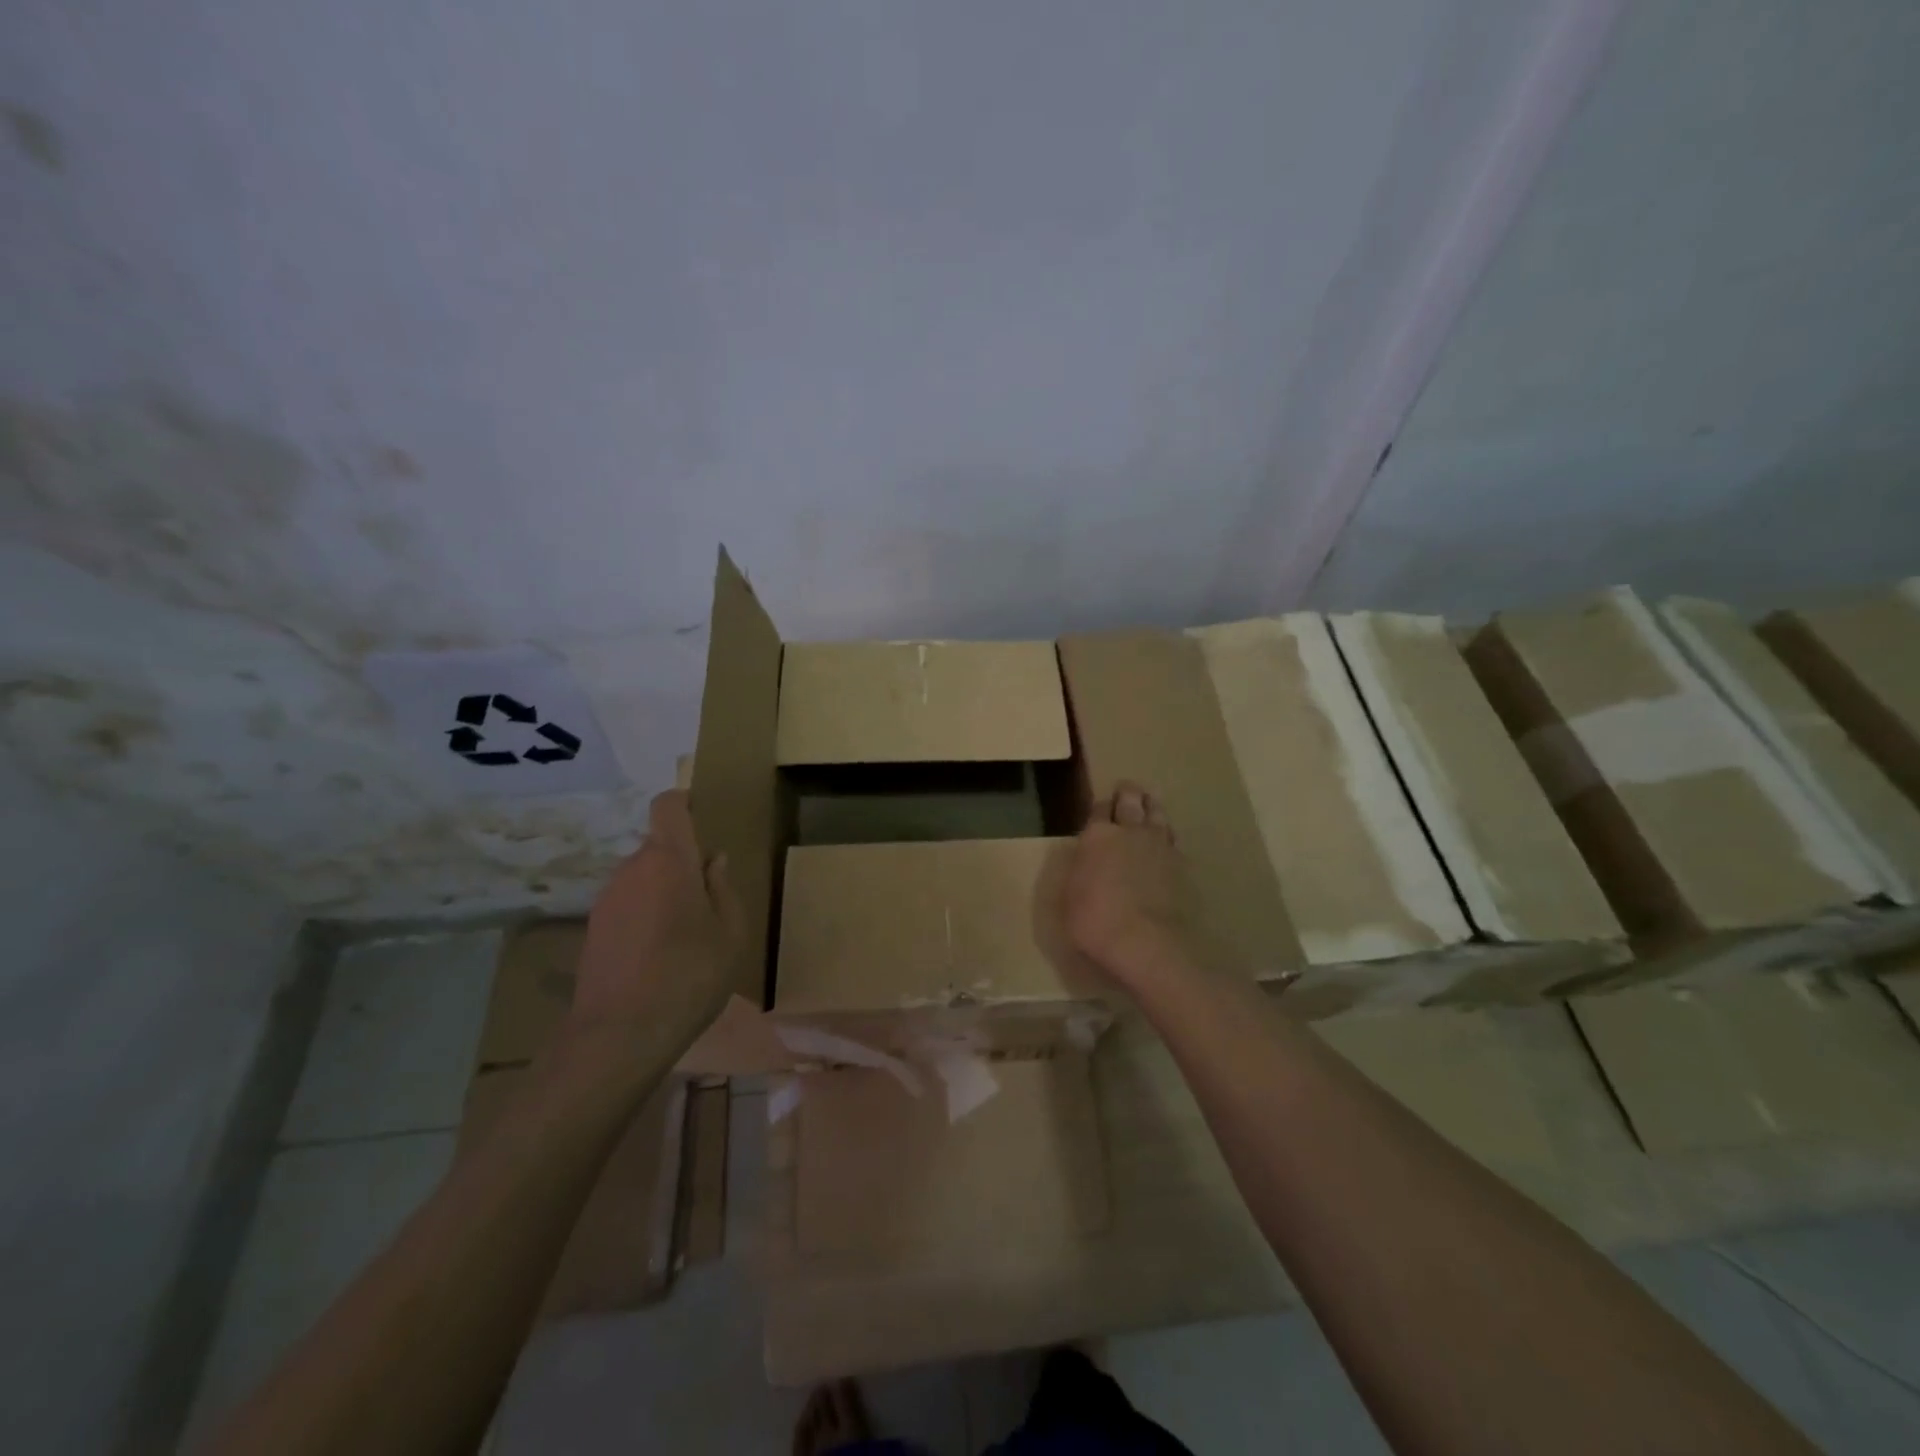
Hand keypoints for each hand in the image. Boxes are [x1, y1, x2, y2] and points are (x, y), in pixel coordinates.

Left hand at [571, 790, 743, 1041]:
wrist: (620, 1034)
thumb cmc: (689, 975)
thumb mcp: (731, 932)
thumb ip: (723, 888)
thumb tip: (712, 860)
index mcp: (668, 860)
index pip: (668, 806)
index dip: (685, 803)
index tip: (705, 819)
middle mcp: (631, 869)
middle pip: (659, 847)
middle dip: (683, 863)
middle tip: (710, 900)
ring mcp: (606, 899)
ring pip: (643, 878)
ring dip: (664, 892)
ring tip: (687, 935)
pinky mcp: (593, 929)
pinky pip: (628, 905)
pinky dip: (646, 916)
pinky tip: (660, 956)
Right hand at [1062, 781, 1203, 990]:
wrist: (1146, 941)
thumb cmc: (1095, 920)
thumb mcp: (1070, 895)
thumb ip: (1081, 869)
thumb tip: (1087, 857)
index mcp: (1098, 835)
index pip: (1099, 808)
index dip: (1101, 805)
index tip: (1103, 803)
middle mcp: (1130, 832)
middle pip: (1131, 802)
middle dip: (1128, 793)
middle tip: (1128, 788)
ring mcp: (1159, 846)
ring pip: (1157, 815)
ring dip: (1152, 806)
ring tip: (1151, 802)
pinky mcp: (1181, 864)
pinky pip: (1173, 840)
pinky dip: (1168, 835)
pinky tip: (1167, 839)